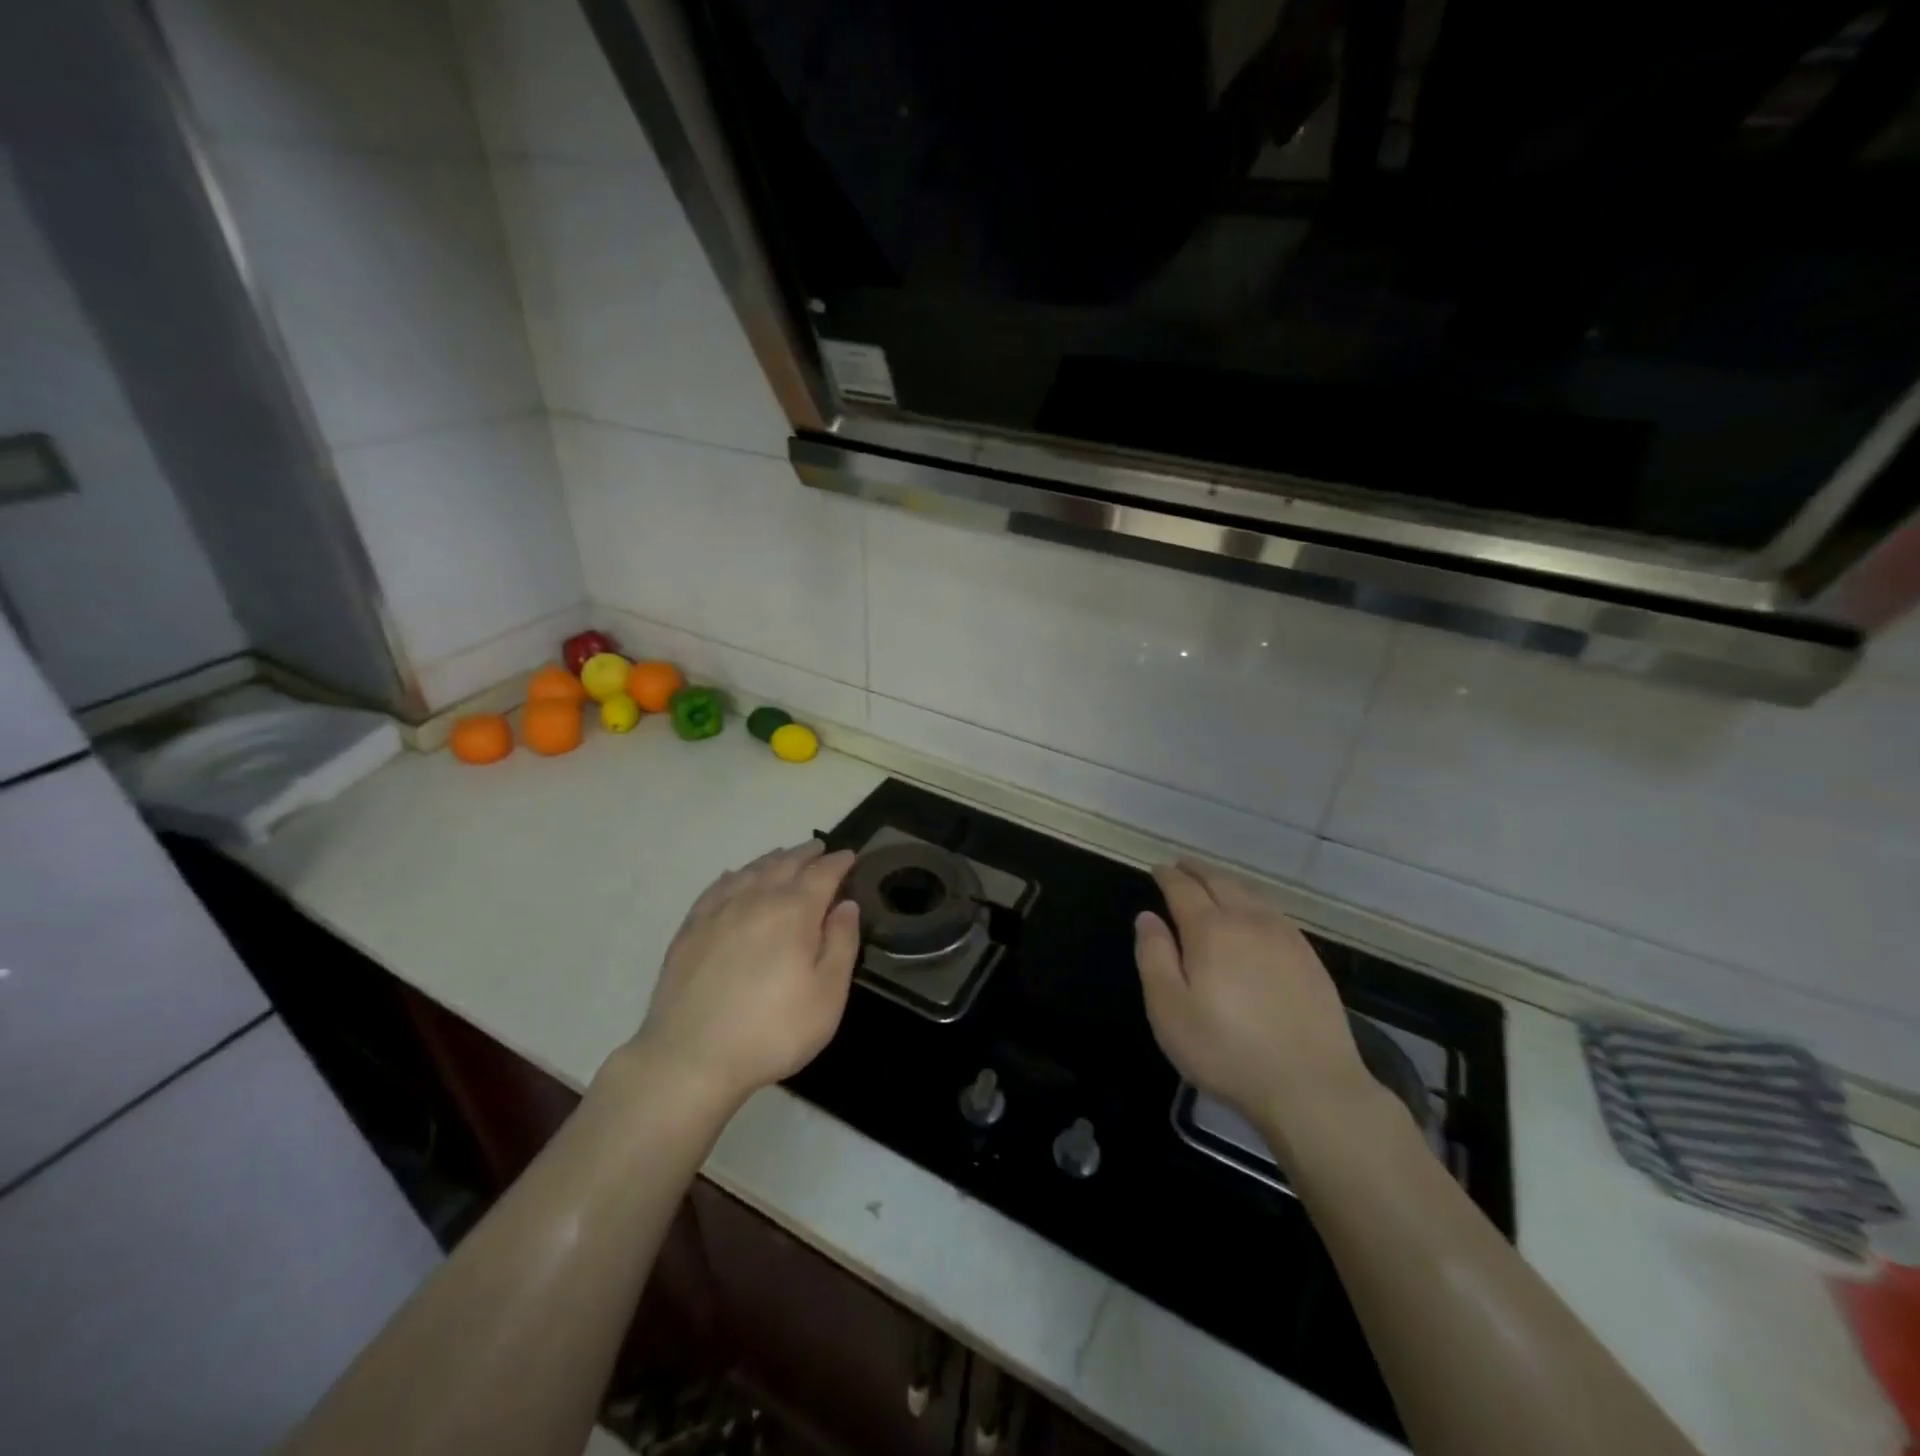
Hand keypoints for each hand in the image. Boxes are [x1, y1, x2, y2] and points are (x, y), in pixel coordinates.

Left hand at [631, 840, 860, 1110]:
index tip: (849, 856)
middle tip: (819, 848)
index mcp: (794, 911)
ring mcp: (718, 911)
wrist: (689, 1058)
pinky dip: (733, 876)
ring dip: (772, 860)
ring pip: (750, 871)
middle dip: (806, 854)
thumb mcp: (826, 996)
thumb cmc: (771, 1031)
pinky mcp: (690, 929)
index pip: (822, 874)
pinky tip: (734, 877)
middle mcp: (756, 899)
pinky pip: (717, 887)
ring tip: (784, 856)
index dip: (838, 863)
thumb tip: (846, 905)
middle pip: (785, 864)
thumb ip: (841, 944)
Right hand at [1135, 861, 1374, 1138]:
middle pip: (1219, 881)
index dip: (1167, 876)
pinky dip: (1253, 902)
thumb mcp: (1169, 1010)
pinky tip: (1253, 915)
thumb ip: (1154, 957)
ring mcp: (1284, 937)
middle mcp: (1248, 921)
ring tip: (1212, 883)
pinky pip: (1274, 912)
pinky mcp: (1309, 957)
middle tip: (1181, 866)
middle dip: (1197, 870)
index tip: (1157, 869)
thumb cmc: (1226, 1050)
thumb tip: (1147, 917)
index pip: (1183, 888)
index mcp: (1210, 929)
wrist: (1311, 1086)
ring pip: (1250, 894)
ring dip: (1226, 882)